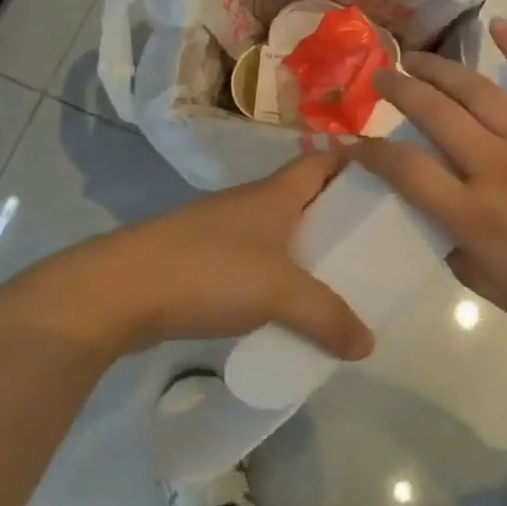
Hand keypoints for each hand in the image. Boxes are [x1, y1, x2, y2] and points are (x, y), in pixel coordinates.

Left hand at [1, 154, 375, 359]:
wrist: (117, 293)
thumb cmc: (209, 271)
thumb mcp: (280, 293)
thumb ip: (328, 317)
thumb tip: (368, 345)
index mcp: (276, 194)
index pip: (325, 160)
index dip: (358, 164)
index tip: (390, 184)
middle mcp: (251, 204)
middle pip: (306, 198)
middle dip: (339, 217)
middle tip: (374, 245)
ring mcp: (221, 232)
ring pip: (278, 234)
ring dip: (306, 252)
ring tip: (338, 282)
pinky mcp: (199, 262)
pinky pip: (253, 264)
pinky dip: (275, 279)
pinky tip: (286, 310)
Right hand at [354, 19, 506, 334]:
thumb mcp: (500, 293)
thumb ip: (460, 258)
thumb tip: (443, 227)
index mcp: (474, 214)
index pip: (406, 171)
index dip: (370, 152)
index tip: (350, 140)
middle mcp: (495, 166)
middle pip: (434, 115)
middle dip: (398, 91)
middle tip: (379, 77)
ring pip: (476, 91)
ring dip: (440, 70)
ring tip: (417, 58)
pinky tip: (496, 26)